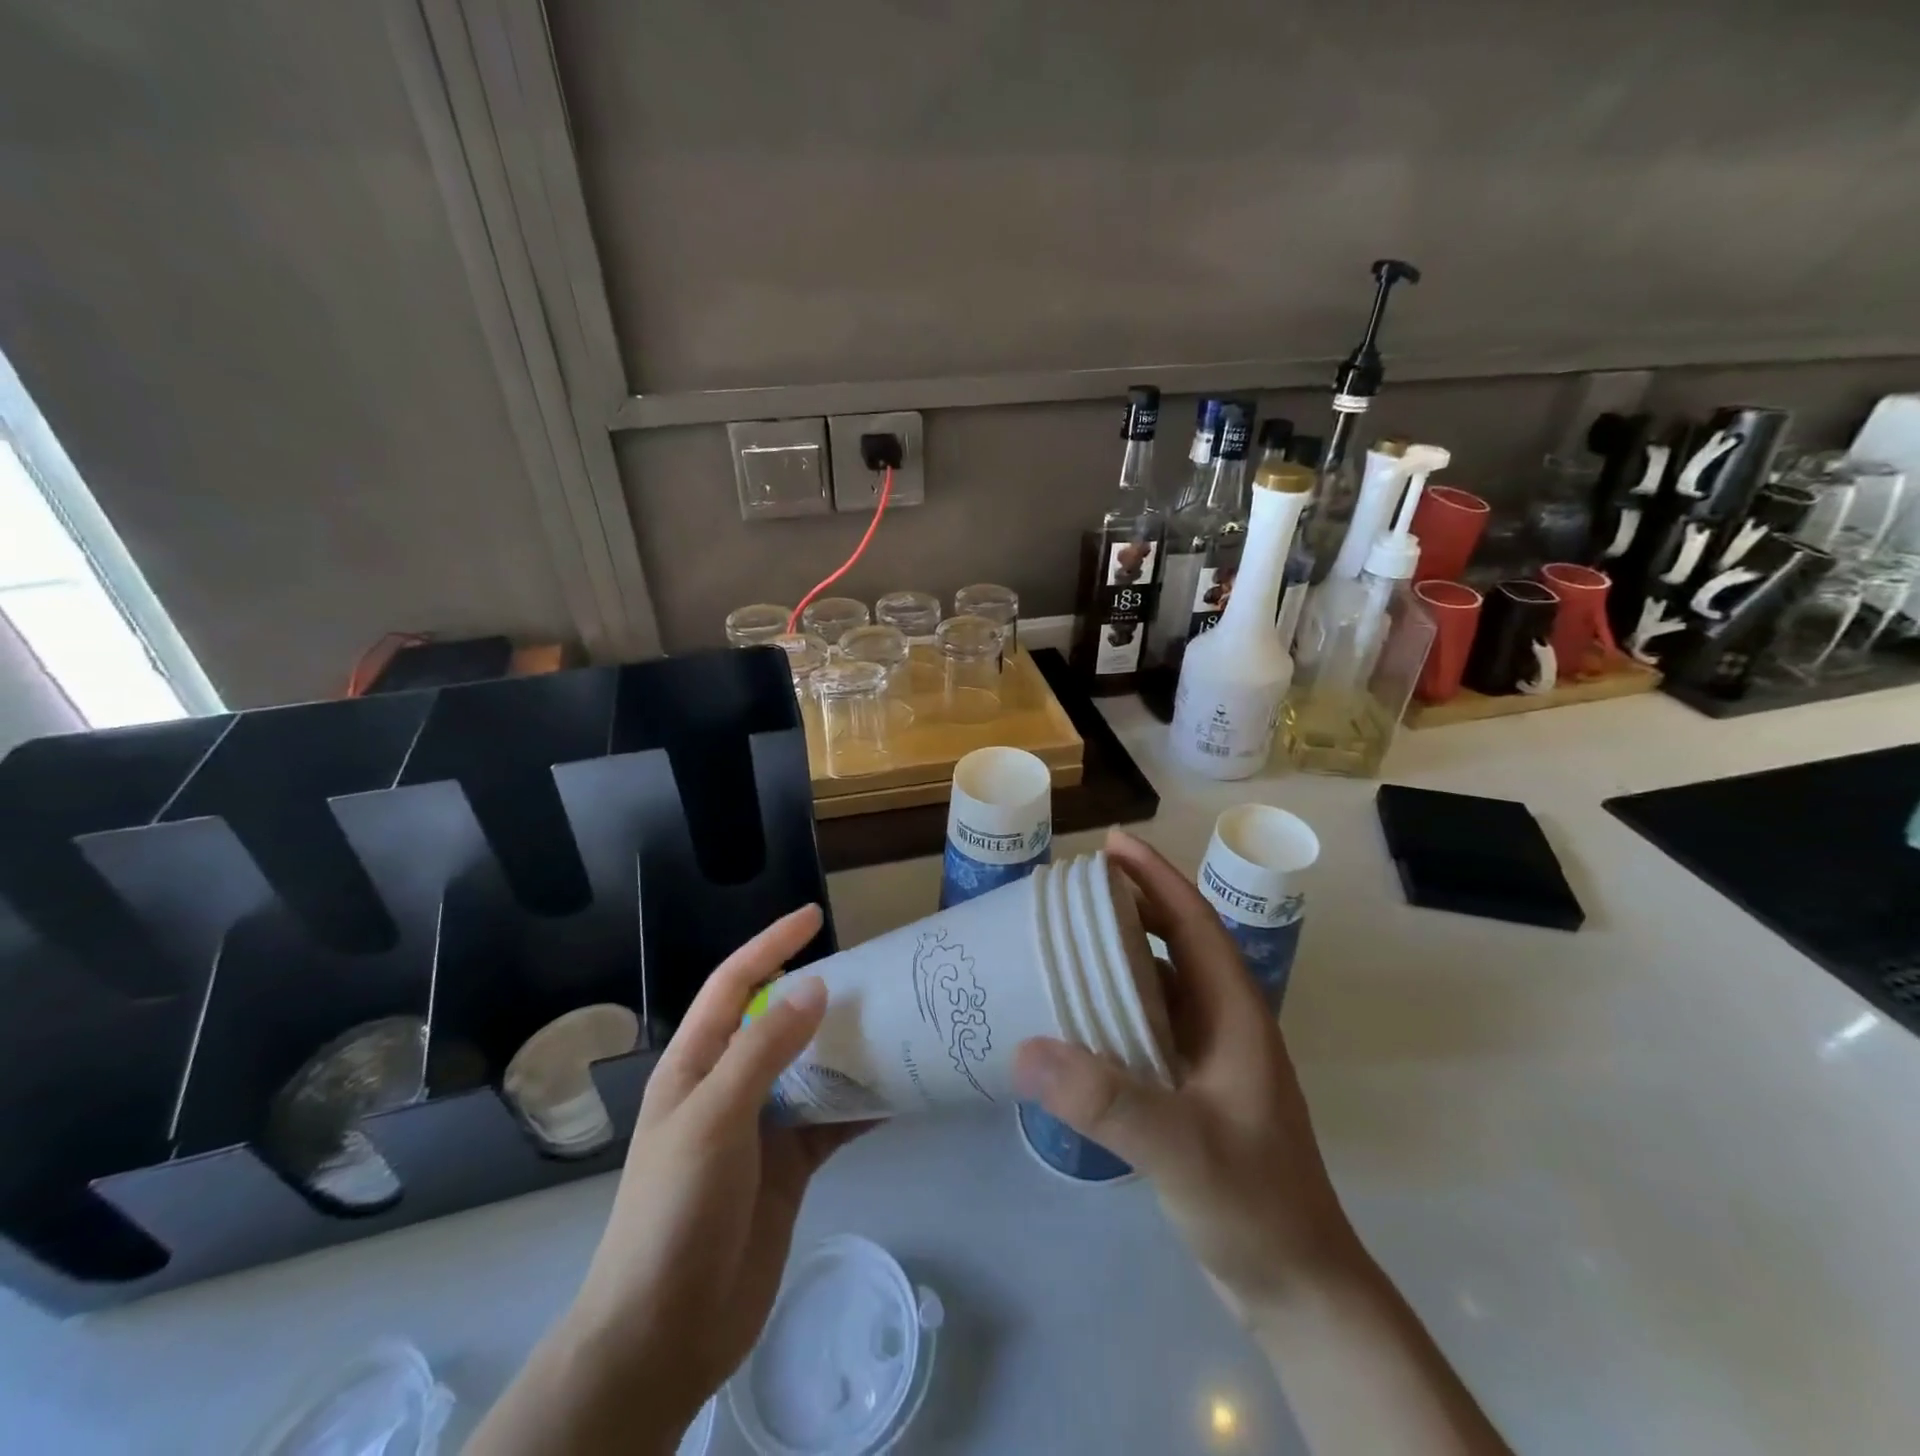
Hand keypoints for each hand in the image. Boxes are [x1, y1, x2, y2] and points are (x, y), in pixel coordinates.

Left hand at [471, 905, 866, 1455]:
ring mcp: (762, 1128)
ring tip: (899, 1022)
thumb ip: (764, 1050)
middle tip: (876, 973)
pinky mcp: (791, 1165)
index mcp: (696, 1064)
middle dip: (822, 995)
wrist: (665, 1333)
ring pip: (813, 1069)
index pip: (734, 985)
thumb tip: (816, 987)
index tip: (814, 917)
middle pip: (779, 1022)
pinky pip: (833, 1120)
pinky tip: (901, 1092)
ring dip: (849, 1048)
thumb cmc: (675, 1210)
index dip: (770, 946)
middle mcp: (730, 1086)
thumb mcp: (714, 1117)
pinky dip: (864, 1105)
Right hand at [1013, 830, 1357, 1318]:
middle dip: (1132, 903)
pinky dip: (1118, 1000)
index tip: (1111, 844)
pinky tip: (1081, 1011)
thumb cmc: (1255, 1206)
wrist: (1298, 1286)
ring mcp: (1212, 1054)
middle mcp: (1225, 1021)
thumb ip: (1108, 1101)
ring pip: (1163, 980)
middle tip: (1073, 887)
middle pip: (1177, 941)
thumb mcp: (1182, 1150)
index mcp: (1235, 1013)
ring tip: (1068, 936)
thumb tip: (1026, 1048)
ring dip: (1122, 951)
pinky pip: (1152, 1020)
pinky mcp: (1196, 1083)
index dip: (1156, 877)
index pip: (1194, 922)